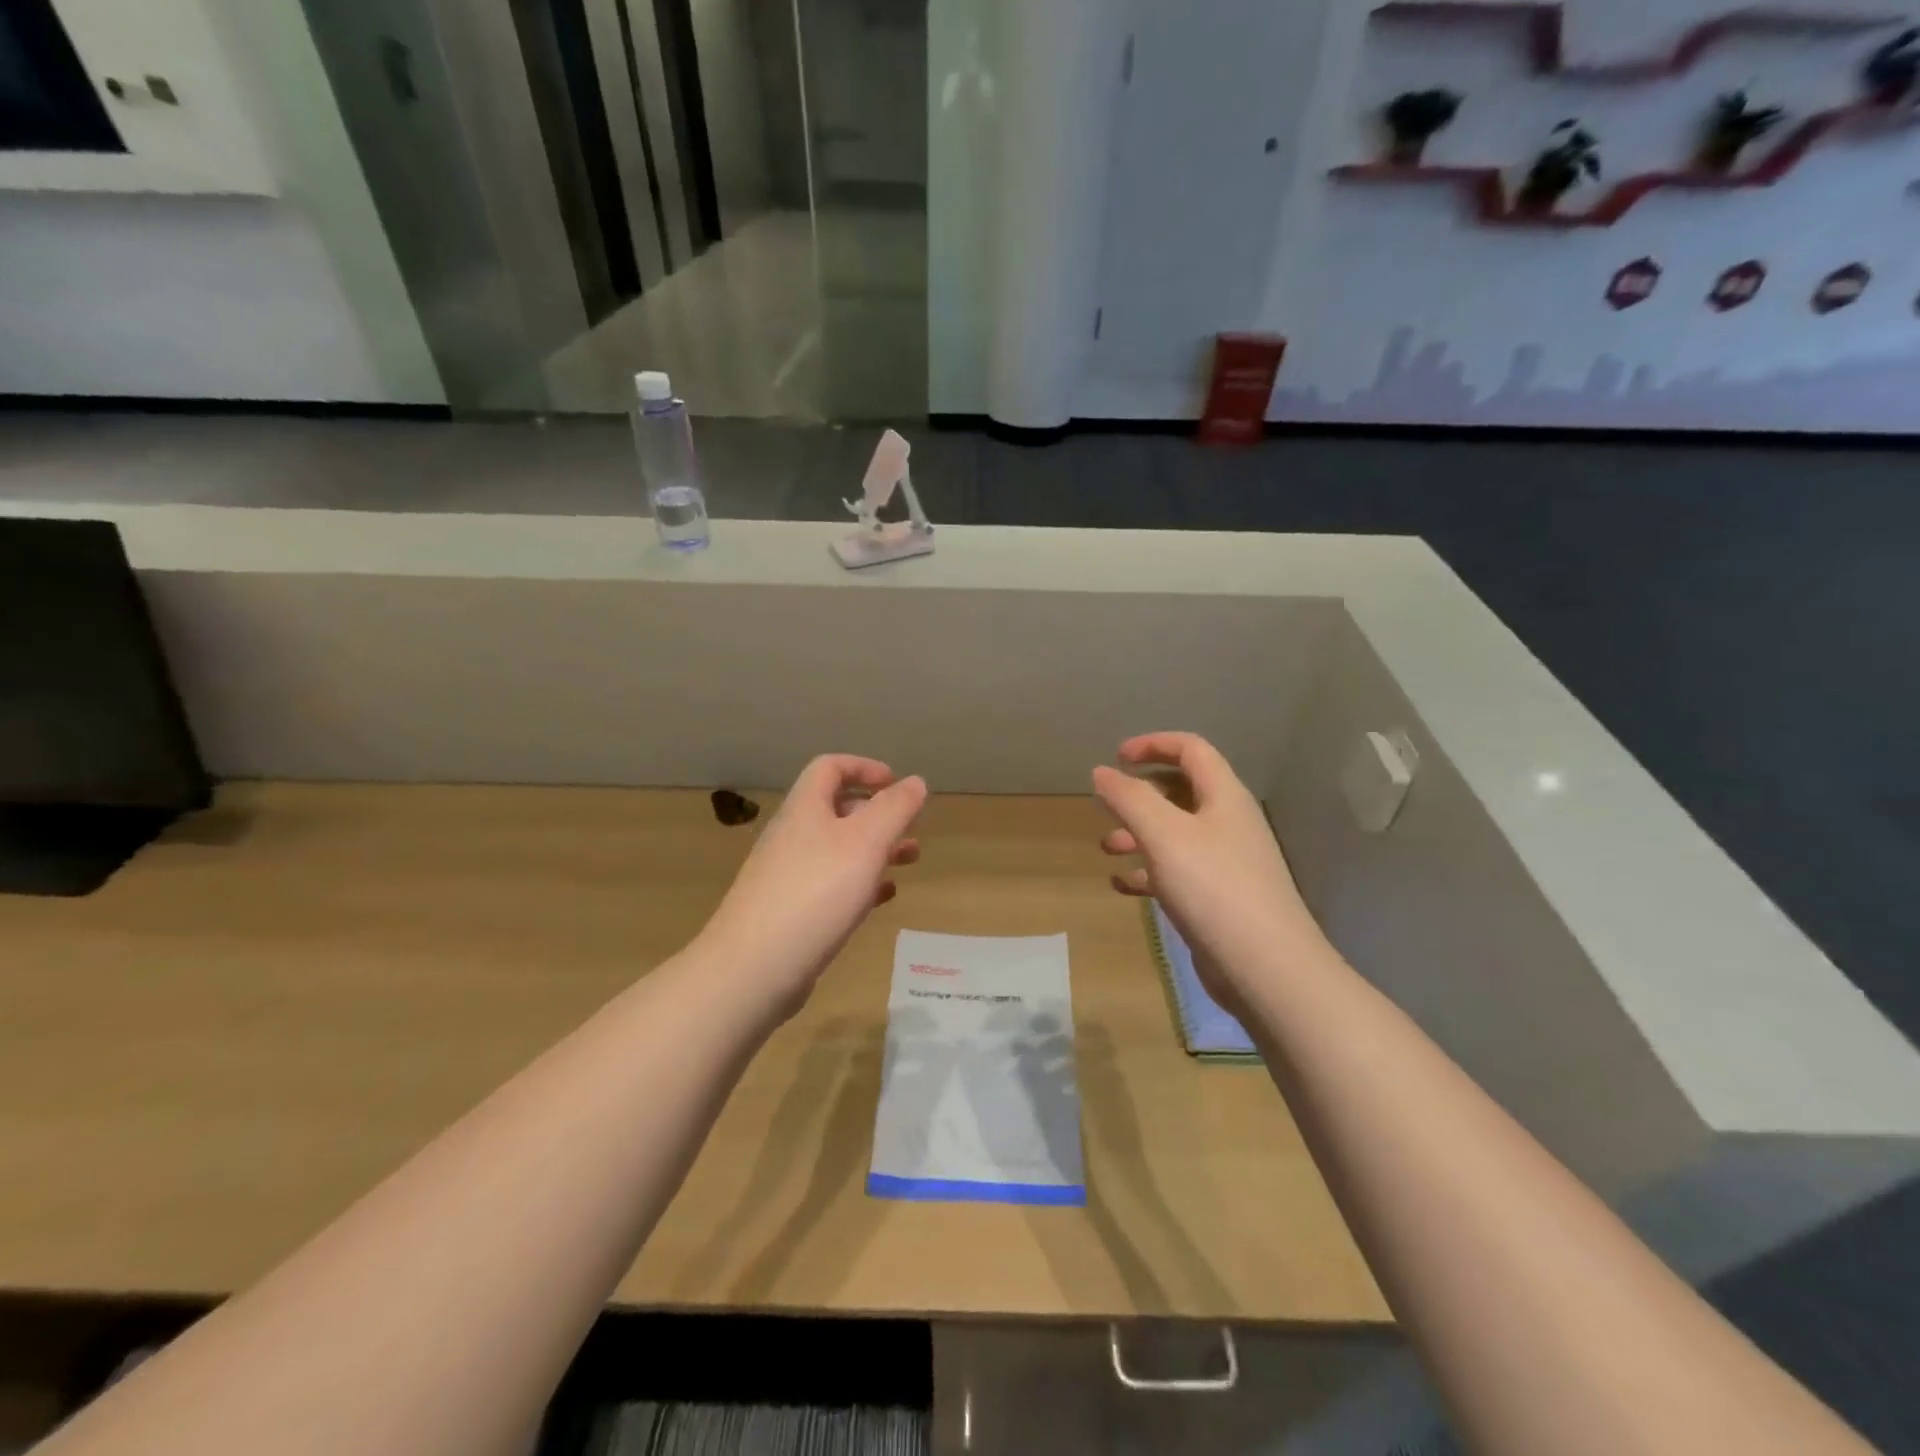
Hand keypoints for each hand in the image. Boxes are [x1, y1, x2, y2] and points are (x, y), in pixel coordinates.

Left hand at [700, 755, 925, 1017]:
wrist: (754, 968)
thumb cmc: (816, 892)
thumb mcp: (865, 843)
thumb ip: (894, 809)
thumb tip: (916, 781)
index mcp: (805, 809)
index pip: (830, 767)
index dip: (864, 767)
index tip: (896, 783)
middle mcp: (793, 835)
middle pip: (836, 809)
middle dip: (878, 814)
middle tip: (911, 828)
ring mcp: (787, 875)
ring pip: (838, 849)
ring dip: (875, 849)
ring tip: (910, 861)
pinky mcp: (789, 911)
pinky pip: (830, 885)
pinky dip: (859, 883)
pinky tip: (882, 897)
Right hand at [1093, 733, 1326, 1011]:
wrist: (1266, 968)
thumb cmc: (1213, 888)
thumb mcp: (1164, 834)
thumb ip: (1129, 798)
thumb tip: (1102, 771)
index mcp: (1224, 796)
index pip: (1191, 749)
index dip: (1153, 744)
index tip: (1116, 758)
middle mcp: (1228, 823)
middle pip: (1181, 791)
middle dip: (1140, 794)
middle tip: (1107, 805)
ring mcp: (1226, 863)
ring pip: (1175, 834)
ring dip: (1139, 834)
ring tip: (1106, 848)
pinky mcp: (1219, 898)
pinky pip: (1177, 872)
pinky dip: (1148, 872)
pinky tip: (1122, 885)